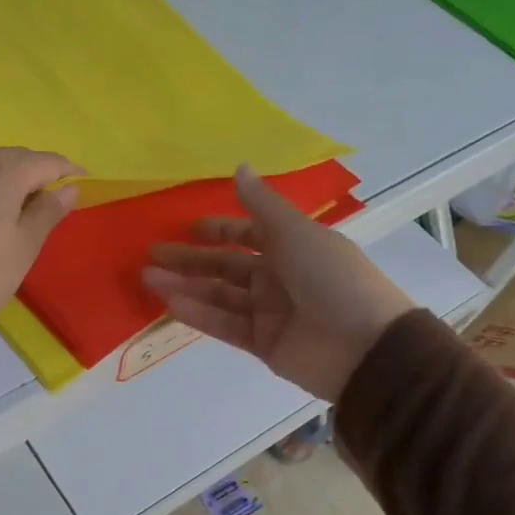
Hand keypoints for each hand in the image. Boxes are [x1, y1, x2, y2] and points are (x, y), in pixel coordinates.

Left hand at [0, 149, 79, 322]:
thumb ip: (48, 213)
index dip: (68, 172)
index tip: (83, 184)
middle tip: (49, 199)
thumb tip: (68, 189)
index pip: (47, 161)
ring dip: (5, 180)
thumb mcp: (24, 247)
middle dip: (35, 174)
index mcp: (5, 170)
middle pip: (14, 159)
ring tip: (14, 207)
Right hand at [141, 166, 414, 402]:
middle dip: (190, 259)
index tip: (188, 228)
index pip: (249, 235)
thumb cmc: (332, 278)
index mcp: (293, 247)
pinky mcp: (262, 343)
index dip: (220, 230)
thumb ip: (262, 205)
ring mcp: (269, 312)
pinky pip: (224, 325)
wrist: (365, 348)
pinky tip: (170, 303)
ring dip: (185, 285)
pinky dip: (198, 314)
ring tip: (148, 278)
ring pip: (219, 295)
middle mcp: (279, 277)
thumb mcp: (297, 233)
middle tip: (152, 254)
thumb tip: (239, 166)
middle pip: (226, 266)